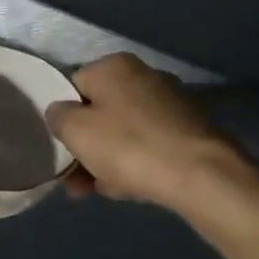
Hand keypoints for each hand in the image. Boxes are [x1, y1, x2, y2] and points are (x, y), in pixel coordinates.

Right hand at [47, 54, 258, 213]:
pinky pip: (148, 144)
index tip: (60, 147)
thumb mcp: (76, 131)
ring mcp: (170, 103)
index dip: (63, 118)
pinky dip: (134, 163)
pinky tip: (128, 188)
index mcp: (114, 66)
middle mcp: (144, 75)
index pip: (73, 86)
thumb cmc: (128, 146)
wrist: (200, 176)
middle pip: (100, 112)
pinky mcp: (188, 130)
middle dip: (85, 146)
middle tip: (75, 179)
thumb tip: (61, 111)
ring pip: (123, 132)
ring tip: (97, 191)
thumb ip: (58, 116)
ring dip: (106, 160)